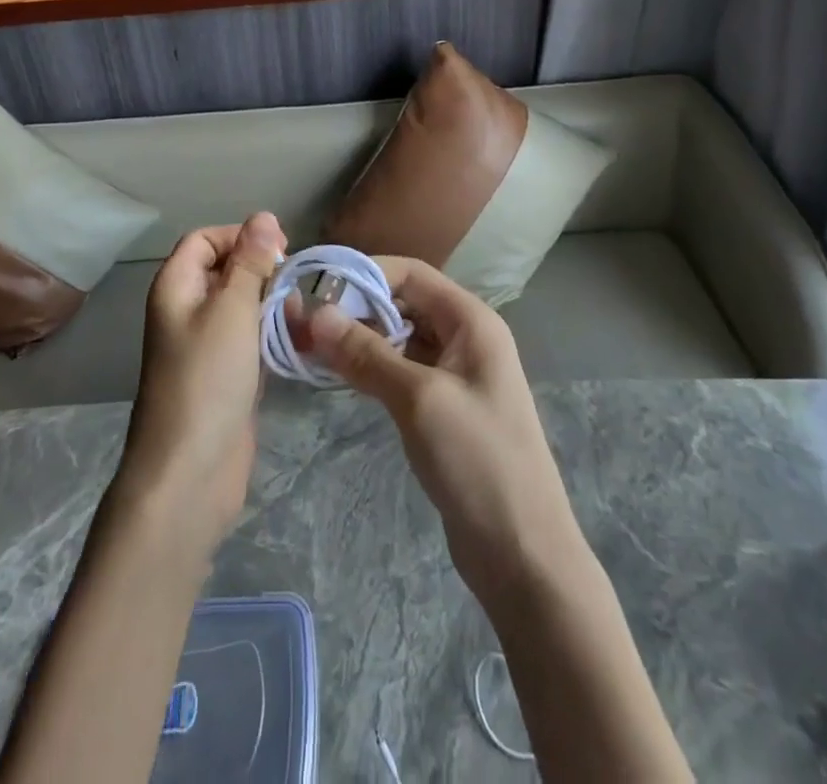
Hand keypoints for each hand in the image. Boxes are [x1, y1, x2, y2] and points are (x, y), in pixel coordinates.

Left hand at [117, 213, 285, 551]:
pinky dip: (273, 334)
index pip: (205, 239)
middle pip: (226, 270)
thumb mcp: (232, 310)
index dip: (240, 236)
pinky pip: (251, 338)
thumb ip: (250, 262)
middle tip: (294, 286)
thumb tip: (263, 216)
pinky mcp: (226, 374)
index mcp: (176, 287)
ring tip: (302, 318)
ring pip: (243, 305)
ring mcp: (206, 344)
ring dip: (273, 304)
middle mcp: (187, 309)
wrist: (191, 471)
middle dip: (262, 271)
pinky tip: (300, 340)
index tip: (279, 249)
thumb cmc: (207, 378)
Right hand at [300, 257, 585, 604]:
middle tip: (304, 321)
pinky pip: (401, 369)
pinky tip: (338, 375)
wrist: (522, 553)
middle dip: (356, 307)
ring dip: (359, 338)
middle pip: (403, 302)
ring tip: (310, 346)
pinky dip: (370, 366)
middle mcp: (465, 337)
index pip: (411, 273)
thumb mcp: (418, 399)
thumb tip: (315, 313)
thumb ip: (366, 353)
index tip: (316, 286)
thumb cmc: (478, 461)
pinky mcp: (443, 406)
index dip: (364, 272)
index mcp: (471, 321)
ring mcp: (455, 374)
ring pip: (399, 337)